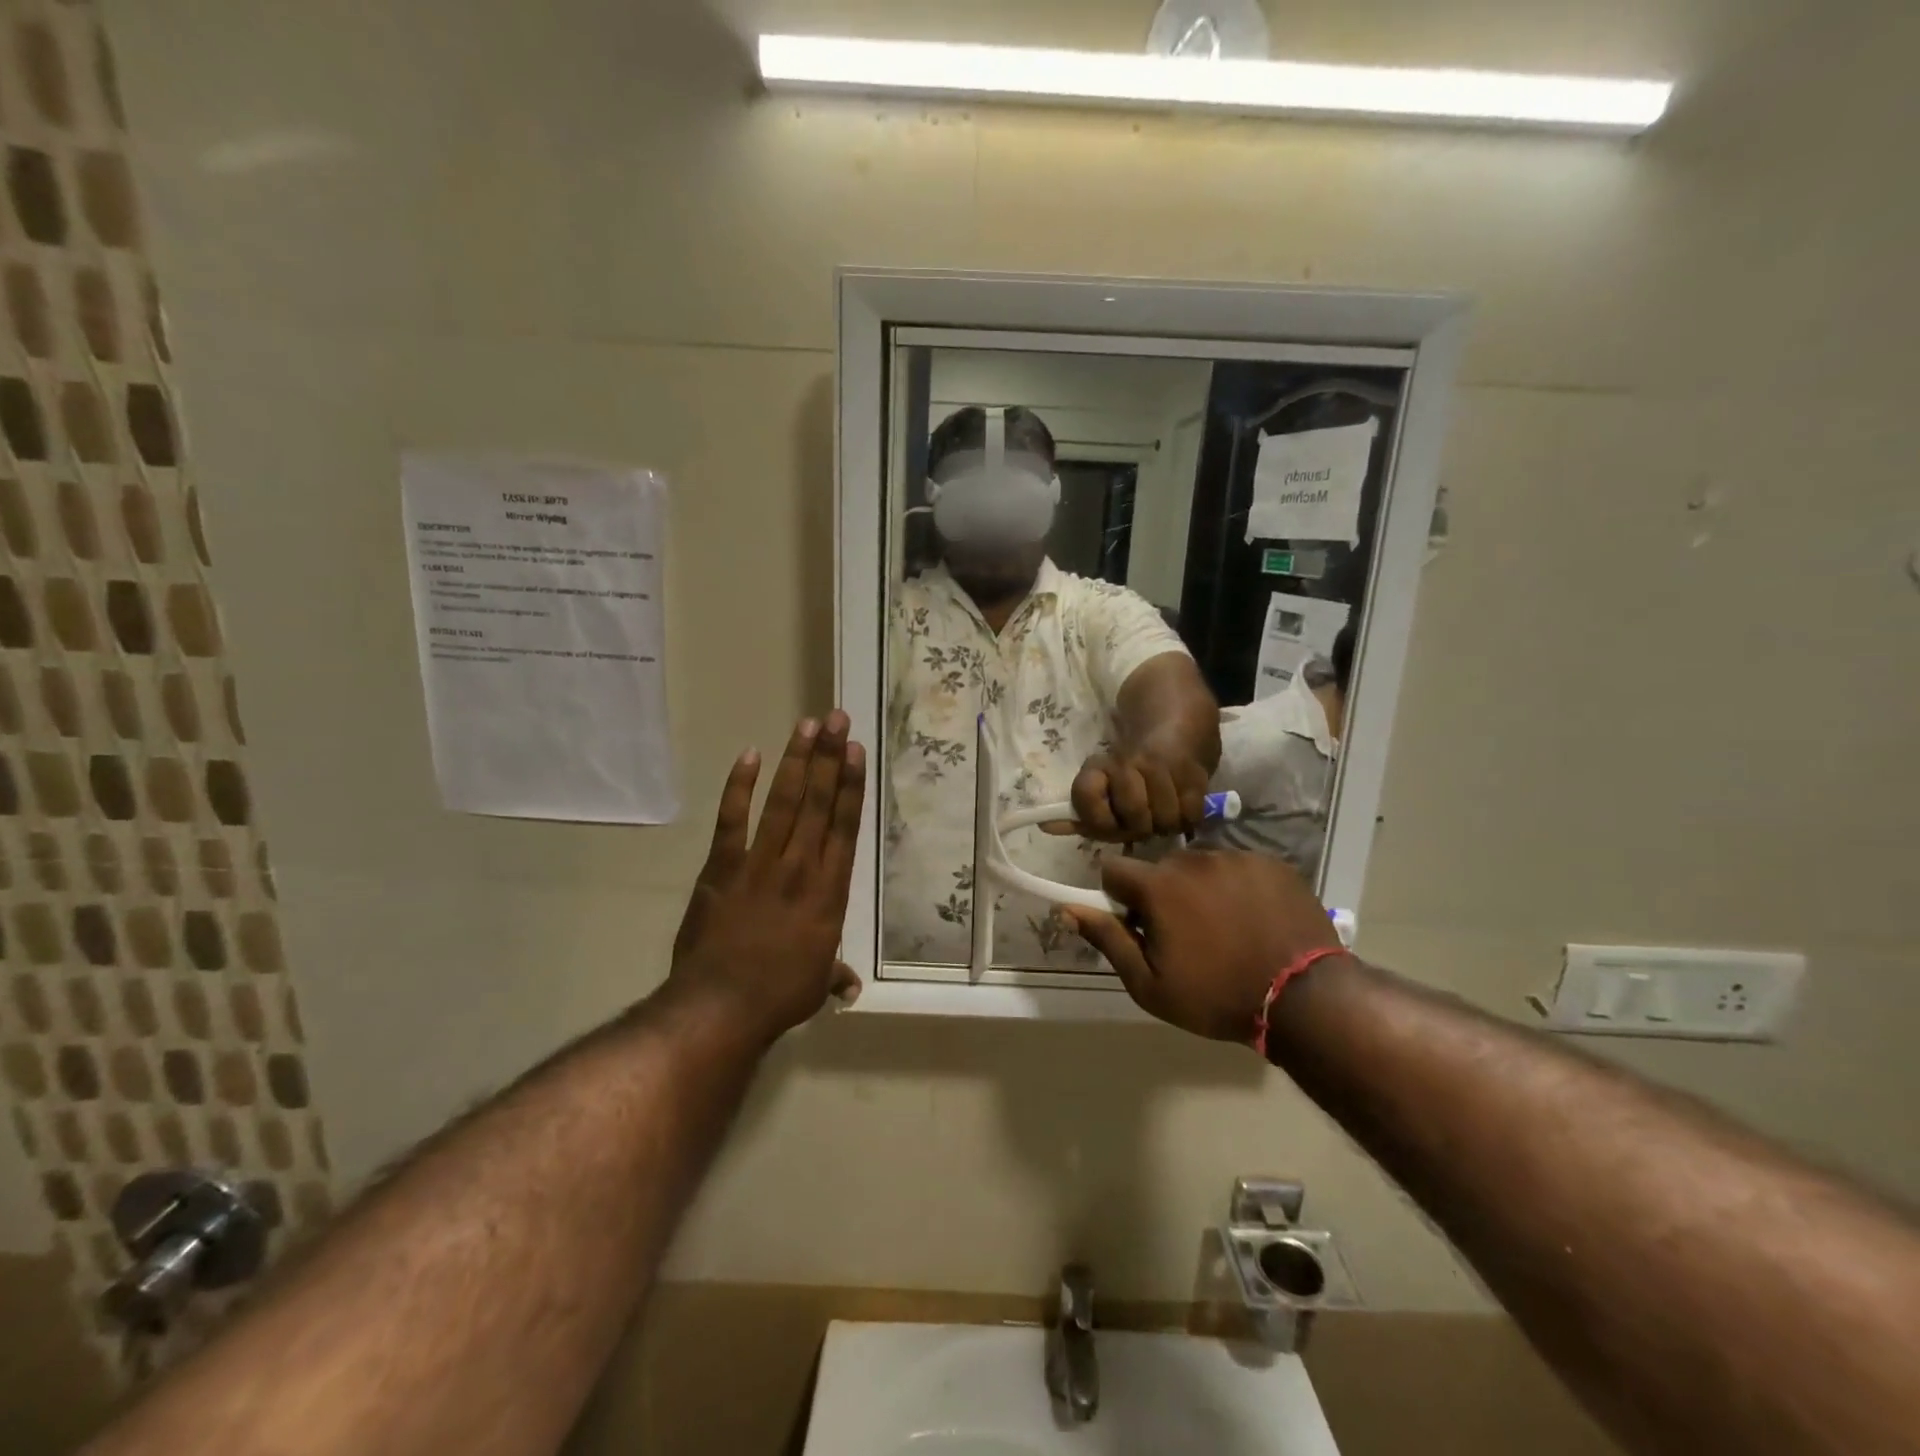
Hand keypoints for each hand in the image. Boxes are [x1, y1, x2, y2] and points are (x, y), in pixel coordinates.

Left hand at [666, 711, 865, 1043]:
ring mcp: (760, 863)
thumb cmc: (778, 996)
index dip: (851, 785)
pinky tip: (749, 756)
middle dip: (828, 757)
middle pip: (818, 802)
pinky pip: (733, 819)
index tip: (854, 751)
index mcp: (829, 891)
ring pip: (783, 802)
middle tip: (837, 719)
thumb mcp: (816, 985)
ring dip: (796, 761)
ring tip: (807, 725)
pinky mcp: (723, 867)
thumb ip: (834, 974)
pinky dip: (740, 787)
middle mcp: (801, 866)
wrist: (720, 1007)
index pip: (844, 826)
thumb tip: (850, 987)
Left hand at [1050, 743, 1209, 841]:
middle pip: (1133, 817)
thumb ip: (1078, 812)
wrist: (1175, 719)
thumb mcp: (1101, 784)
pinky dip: (1185, 819)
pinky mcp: (1195, 772)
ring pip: (1163, 820)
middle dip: (1138, 828)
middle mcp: (1130, 762)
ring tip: (1162, 814)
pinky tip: (1180, 808)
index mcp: (1101, 765)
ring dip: (1164, 825)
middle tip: (1141, 822)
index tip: (1107, 822)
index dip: (1097, 819)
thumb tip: (1046, 826)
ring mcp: (1164, 767)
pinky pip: (1189, 815)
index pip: (1085, 795)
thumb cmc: (1132, 765)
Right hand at [1064, 850, 1343, 1042]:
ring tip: (1227, 928)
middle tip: (1186, 934)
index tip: (1138, 925)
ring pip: (1201, 865)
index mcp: (1158, 886)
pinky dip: (1238, 887)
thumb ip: (1107, 939)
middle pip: (1160, 867)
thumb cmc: (1216, 996)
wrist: (1304, 999)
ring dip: (1200, 888)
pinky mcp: (1271, 863)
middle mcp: (1193, 859)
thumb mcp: (1149, 984)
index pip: (1114, 869)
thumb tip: (1067, 908)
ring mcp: (1236, 857)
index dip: (1118, 897)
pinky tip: (1255, 919)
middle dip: (1162, 893)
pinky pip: (1239, 866)